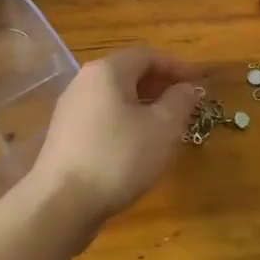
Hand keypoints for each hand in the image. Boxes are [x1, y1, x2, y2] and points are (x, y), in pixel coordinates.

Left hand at [25, 46, 200, 229]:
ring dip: (144, 106)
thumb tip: (187, 88)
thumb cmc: (118, 157)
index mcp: (107, 71)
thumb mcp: (162, 128)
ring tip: (166, 128)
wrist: (60, 204)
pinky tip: (137, 147)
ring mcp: (71, 108)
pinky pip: (103, 117)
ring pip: (116, 97)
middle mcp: (85, 81)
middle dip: (161, 86)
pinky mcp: (65, 135)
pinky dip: (125, 122)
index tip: (199, 84)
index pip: (148, 55)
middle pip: (129, 73)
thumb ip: (180, 102)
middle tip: (185, 106)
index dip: (177, 67)